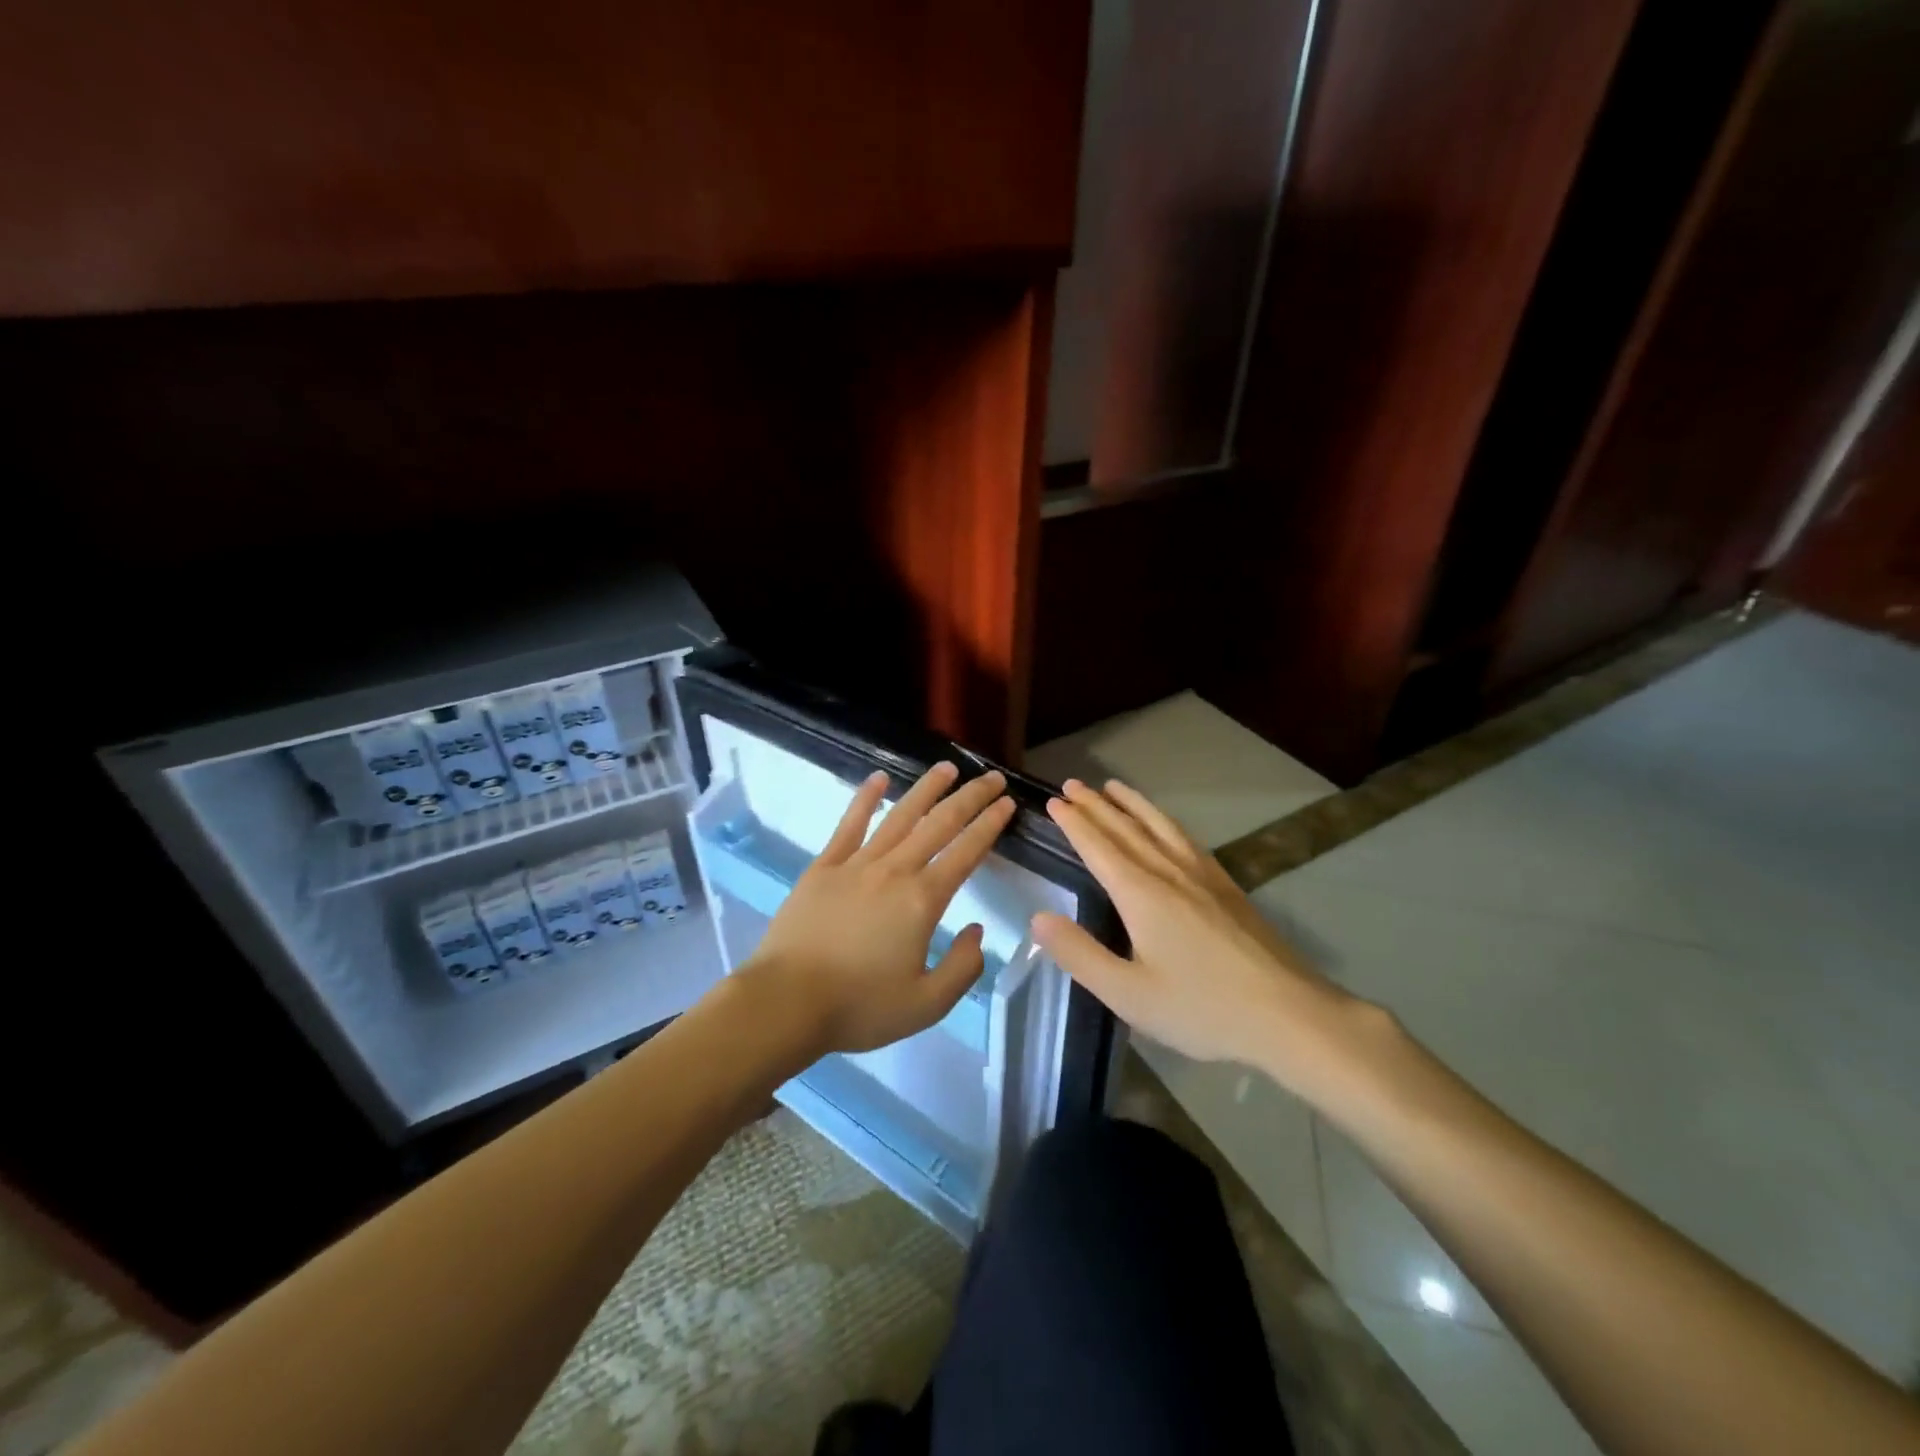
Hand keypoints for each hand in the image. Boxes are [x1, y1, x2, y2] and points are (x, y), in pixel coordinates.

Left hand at [742, 762, 1016, 1057]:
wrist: (786, 1002)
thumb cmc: (859, 1006)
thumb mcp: (927, 1004)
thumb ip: (963, 968)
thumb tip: (975, 931)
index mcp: (923, 900)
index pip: (966, 852)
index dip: (989, 825)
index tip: (1007, 804)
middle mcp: (894, 870)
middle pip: (939, 824)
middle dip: (970, 797)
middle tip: (992, 777)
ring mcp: (856, 863)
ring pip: (899, 816)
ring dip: (927, 789)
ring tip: (947, 768)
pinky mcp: (824, 866)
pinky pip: (849, 824)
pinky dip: (866, 799)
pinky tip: (879, 778)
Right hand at [1030, 779, 1385, 1103]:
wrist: (1287, 1014)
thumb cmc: (1202, 1008)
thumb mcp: (1128, 994)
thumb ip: (1080, 954)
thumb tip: (1039, 918)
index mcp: (1142, 894)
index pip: (1099, 847)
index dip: (1074, 823)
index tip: (1053, 803)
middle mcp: (1169, 872)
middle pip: (1126, 829)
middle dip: (1095, 805)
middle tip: (1071, 785)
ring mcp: (1202, 876)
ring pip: (1159, 826)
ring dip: (1131, 804)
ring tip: (1112, 786)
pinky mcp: (1226, 886)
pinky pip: (1185, 838)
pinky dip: (1164, 821)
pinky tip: (1165, 825)